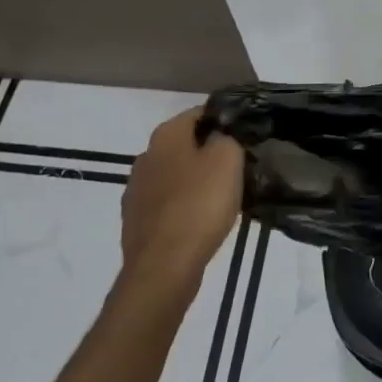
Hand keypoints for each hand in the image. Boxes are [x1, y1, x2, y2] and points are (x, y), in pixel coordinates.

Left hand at [120, 108, 242, 297]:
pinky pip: (167, 204)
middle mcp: (145, 156)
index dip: (224, 121)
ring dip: (196, 181)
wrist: (163, 267)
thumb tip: (221, 136)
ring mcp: (136, 190)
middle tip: (238, 168)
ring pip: (175, 175)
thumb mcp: (228, 159)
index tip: (244, 137)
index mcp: (166, 135)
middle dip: (209, 153)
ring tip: (223, 198)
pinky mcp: (136, 221)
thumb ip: (227, 137)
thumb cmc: (199, 205)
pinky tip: (201, 222)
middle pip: (185, 145)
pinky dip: (184, 207)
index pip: (200, 113)